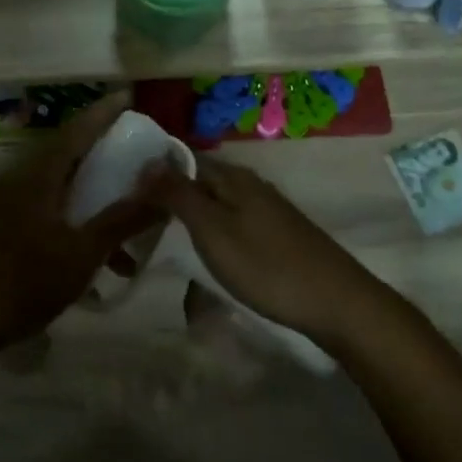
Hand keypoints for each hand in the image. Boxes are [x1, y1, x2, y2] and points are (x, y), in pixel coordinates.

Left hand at [0, 98, 162, 360]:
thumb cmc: (25, 281)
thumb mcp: (83, 252)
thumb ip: (123, 220)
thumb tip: (163, 187)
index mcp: (41, 174)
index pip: (78, 130)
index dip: (104, 112)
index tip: (129, 96)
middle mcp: (25, 179)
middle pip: (70, 151)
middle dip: (104, 147)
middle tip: (137, 146)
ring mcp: (13, 203)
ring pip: (64, 184)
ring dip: (96, 194)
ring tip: (131, 211)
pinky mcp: (9, 227)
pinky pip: (53, 207)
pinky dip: (80, 219)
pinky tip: (103, 258)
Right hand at [141, 157, 378, 344]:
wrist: (336, 302)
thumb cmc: (266, 265)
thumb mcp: (213, 230)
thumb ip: (179, 194)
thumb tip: (147, 160)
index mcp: (232, 177)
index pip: (183, 159)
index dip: (154, 172)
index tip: (125, 193)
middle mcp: (249, 185)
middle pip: (199, 182)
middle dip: (169, 198)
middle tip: (137, 223)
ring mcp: (266, 209)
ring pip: (215, 205)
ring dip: (190, 220)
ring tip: (164, 244)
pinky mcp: (276, 235)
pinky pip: (231, 224)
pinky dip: (211, 236)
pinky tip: (206, 257)